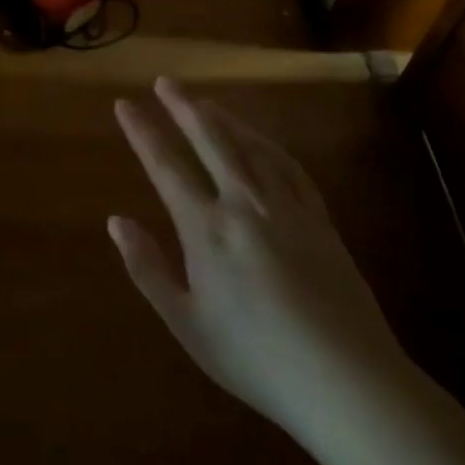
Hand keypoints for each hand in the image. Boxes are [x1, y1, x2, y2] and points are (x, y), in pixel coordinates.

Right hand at [110, 78, 411, 442]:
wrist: (348, 382)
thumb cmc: (256, 359)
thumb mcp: (187, 324)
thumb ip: (147, 269)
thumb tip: (116, 221)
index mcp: (206, 229)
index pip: (165, 165)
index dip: (142, 131)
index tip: (125, 104)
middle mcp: (244, 204)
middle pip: (211, 140)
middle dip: (183, 106)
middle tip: (165, 81)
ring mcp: (287, 207)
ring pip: (250, 146)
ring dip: (224, 118)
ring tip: (205, 101)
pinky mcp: (320, 219)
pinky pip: (289, 166)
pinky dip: (267, 144)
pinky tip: (260, 140)